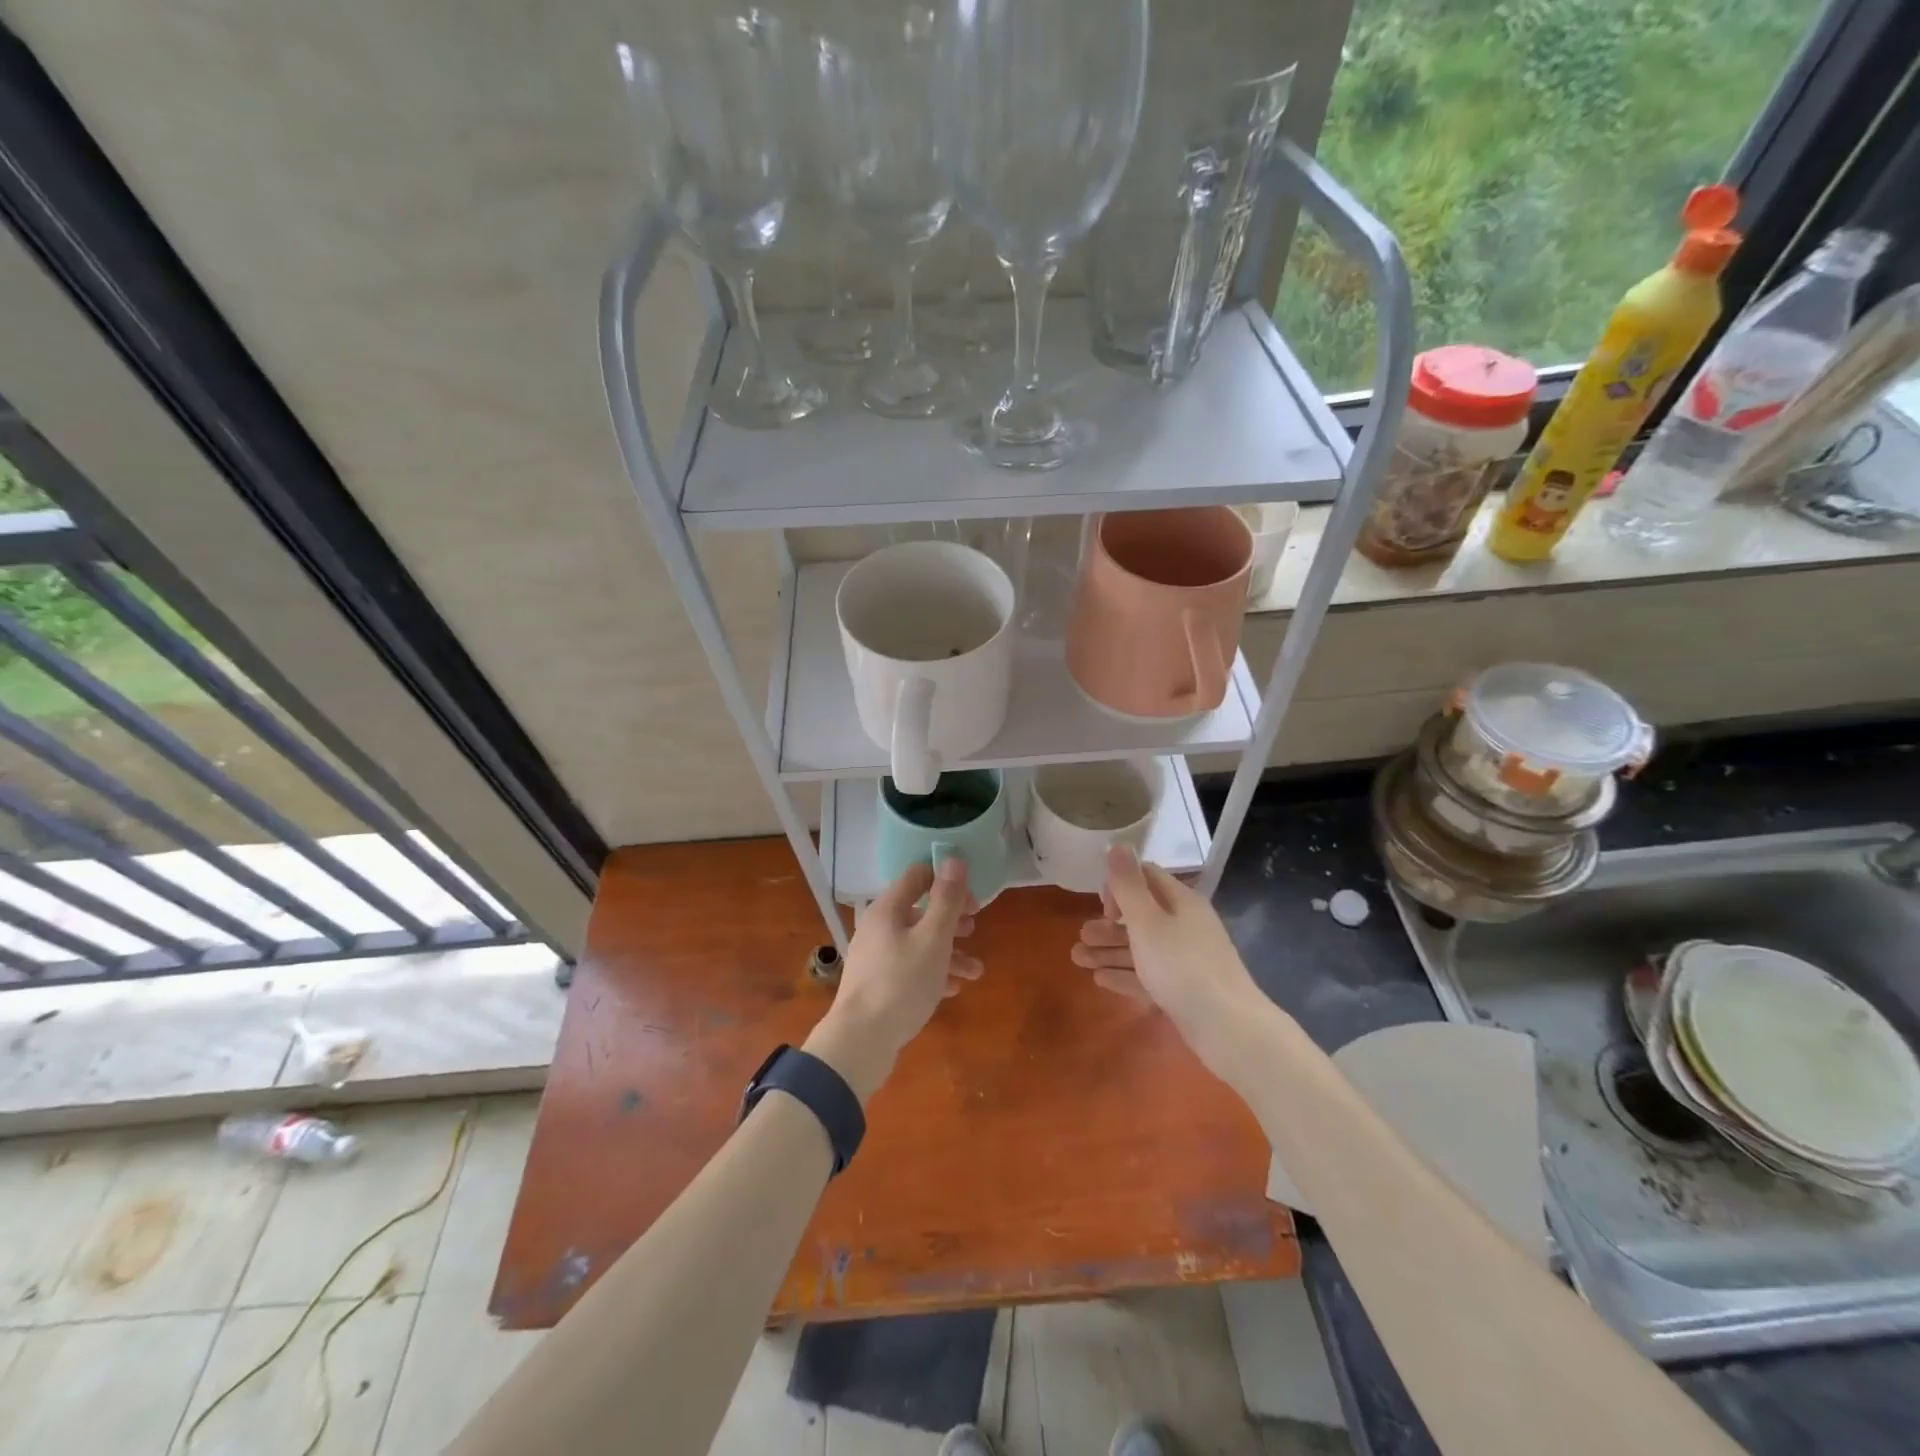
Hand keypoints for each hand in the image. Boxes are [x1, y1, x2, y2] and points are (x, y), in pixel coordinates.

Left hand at [804, 857, 981, 1100]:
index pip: (918, 876)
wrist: (860, 1041)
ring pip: (919, 943)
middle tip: (975, 930)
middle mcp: (879, 927)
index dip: (948, 881)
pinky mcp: (878, 984)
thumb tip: (954, 859)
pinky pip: (910, 969)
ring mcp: (876, 957)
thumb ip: (946, 900)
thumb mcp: (933, 939)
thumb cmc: (901, 983)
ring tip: (976, 972)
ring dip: (949, 952)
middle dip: (952, 920)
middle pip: (920, 911)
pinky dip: (933, 973)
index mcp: (888, 908)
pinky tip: (954, 989)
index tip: (973, 901)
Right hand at [1071, 844, 1270, 1084]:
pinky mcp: (1184, 989)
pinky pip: (1148, 975)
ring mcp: (1186, 959)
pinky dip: (1124, 974)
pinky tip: (1100, 979)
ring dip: (1109, 950)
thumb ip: (1128, 885)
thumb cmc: (1182, 966)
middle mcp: (1185, 925)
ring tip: (1077, 959)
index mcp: (1180, 902)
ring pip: (1141, 948)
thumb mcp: (1148, 922)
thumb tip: (1118, 844)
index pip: (1146, 878)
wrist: (1229, 1028)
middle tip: (1081, 937)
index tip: (1102, 907)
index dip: (1119, 886)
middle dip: (1107, 924)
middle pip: (1140, 916)